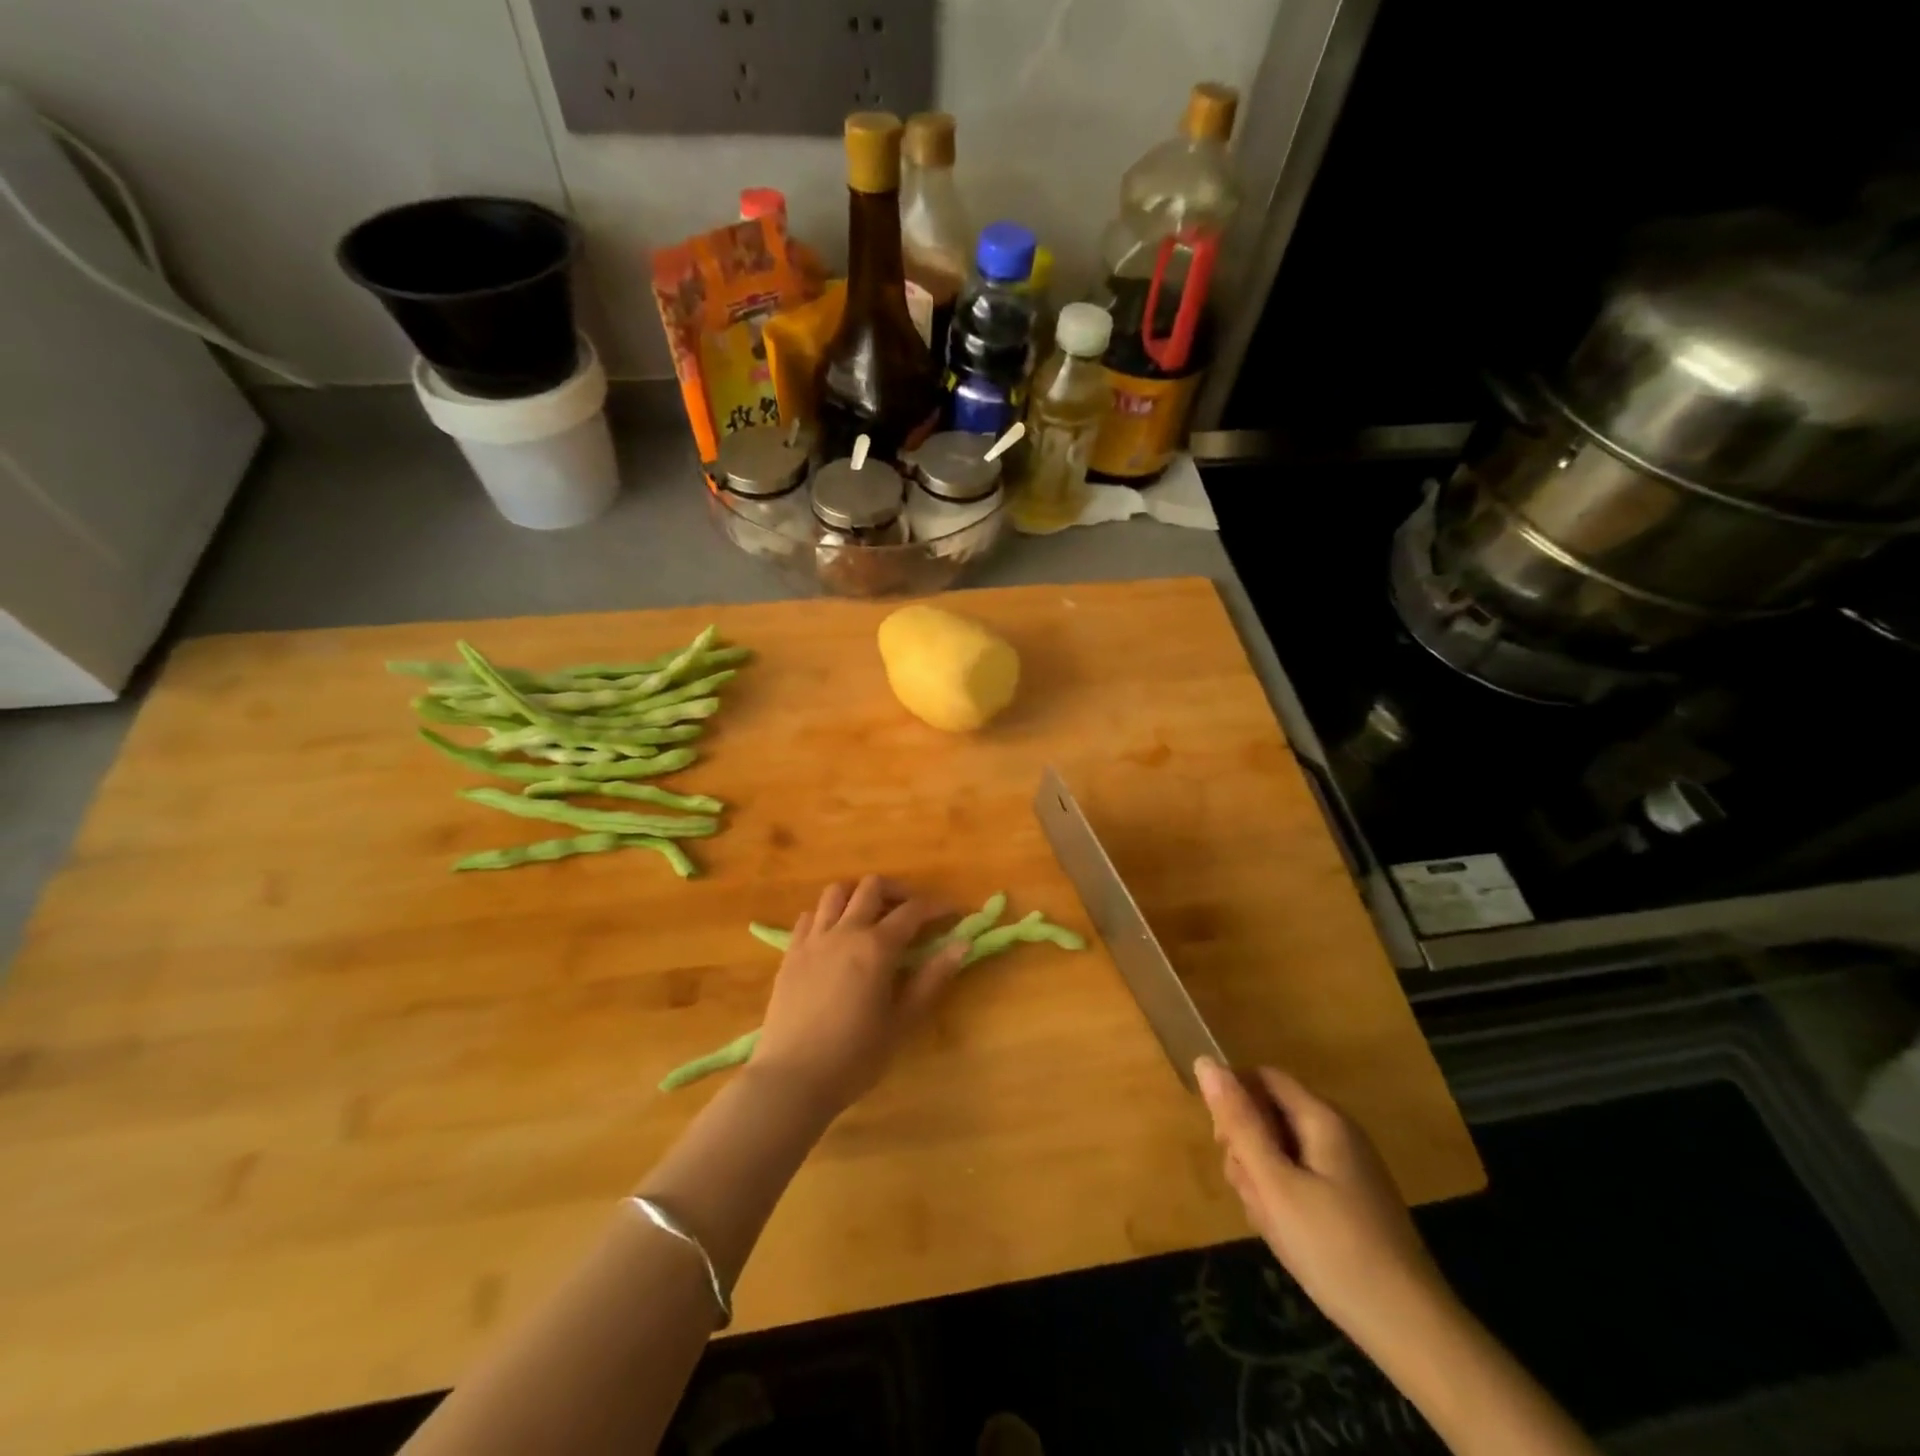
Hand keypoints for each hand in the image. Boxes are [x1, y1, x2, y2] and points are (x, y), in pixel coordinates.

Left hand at [752, 876, 967, 1112]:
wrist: (792, 1079)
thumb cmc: (855, 1057)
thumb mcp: (902, 1021)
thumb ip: (932, 978)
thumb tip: (962, 944)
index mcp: (876, 947)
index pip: (913, 911)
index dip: (936, 907)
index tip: (952, 912)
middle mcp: (845, 931)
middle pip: (872, 887)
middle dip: (897, 892)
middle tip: (911, 913)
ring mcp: (813, 939)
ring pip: (836, 892)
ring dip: (858, 895)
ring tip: (870, 917)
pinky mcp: (790, 953)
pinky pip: (808, 916)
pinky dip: (826, 915)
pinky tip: (835, 937)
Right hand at [1195, 1057, 1449, 1349]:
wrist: (1412, 1331)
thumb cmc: (1334, 1248)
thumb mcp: (1274, 1183)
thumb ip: (1238, 1122)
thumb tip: (1205, 1061)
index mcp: (1322, 1117)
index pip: (1262, 1078)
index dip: (1234, 1100)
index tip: (1224, 1144)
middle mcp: (1338, 1132)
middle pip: (1271, 1115)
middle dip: (1248, 1149)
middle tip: (1252, 1194)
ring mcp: (1347, 1168)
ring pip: (1282, 1151)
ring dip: (1263, 1180)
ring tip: (1272, 1223)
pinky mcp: (1351, 1200)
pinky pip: (1302, 1179)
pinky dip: (1285, 1199)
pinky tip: (1288, 1235)